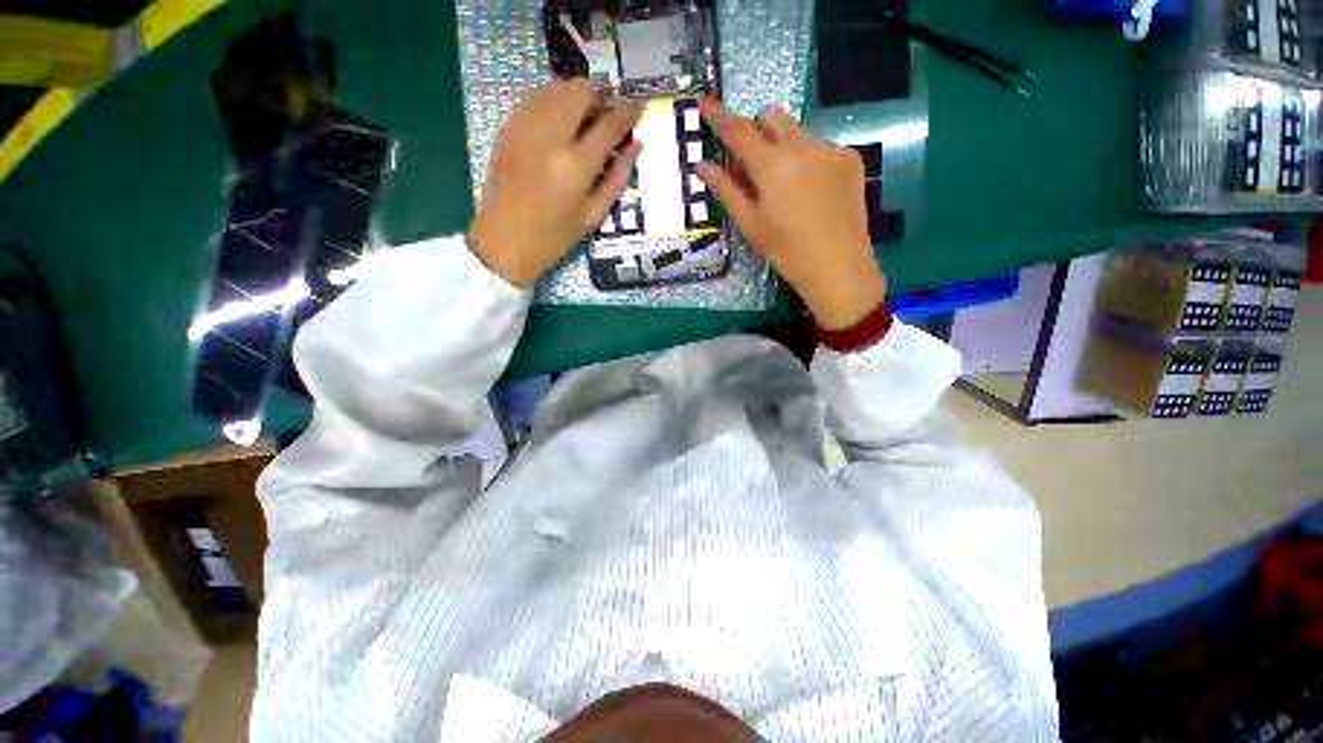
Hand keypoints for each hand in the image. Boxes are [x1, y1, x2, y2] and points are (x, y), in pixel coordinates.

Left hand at [468, 80, 642, 286]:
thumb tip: (635, 145)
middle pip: (580, 90)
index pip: (609, 124)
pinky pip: (535, 98)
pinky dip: (553, 103)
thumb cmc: (555, 237)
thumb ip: (618, 177)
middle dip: (600, 98)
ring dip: (576, 98)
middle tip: (606, 119)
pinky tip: (558, 127)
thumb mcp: (594, 214)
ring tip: (583, 123)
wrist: (504, 242)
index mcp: (575, 165)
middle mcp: (549, 137)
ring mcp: (524, 128)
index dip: (628, 113)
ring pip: (555, 87)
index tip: (640, 107)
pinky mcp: (507, 128)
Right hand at [696, 96, 885, 329]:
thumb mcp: (750, 223)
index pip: (738, 131)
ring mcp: (830, 149)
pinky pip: (820, 146)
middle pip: (771, 118)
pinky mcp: (850, 158)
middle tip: (751, 163)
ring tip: (784, 183)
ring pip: (797, 131)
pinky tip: (811, 190)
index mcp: (772, 165)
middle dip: (756, 131)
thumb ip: (726, 190)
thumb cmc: (786, 250)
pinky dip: (807, 159)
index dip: (718, 115)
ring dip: (782, 144)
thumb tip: (702, 165)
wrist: (838, 266)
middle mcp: (802, 146)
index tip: (704, 100)